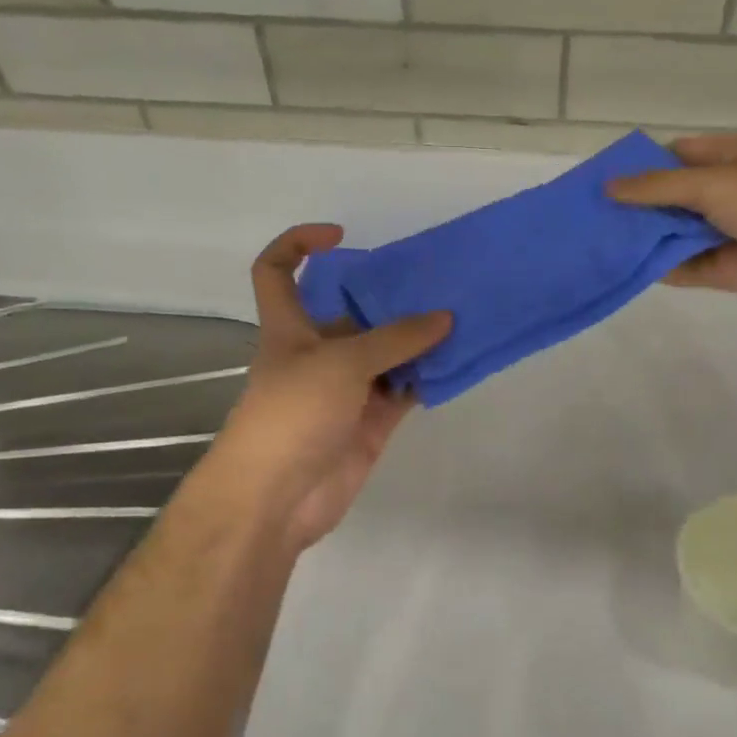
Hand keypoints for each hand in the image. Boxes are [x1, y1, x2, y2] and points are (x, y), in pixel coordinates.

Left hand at [207, 224, 450, 552]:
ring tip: (460, 314)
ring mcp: (346, 389)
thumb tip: (445, 318)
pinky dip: (428, 376)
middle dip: (387, 296)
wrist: (277, 500)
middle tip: (434, 280)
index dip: (298, 244)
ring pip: (386, 352)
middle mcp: (318, 352)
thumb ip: (395, 338)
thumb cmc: (293, 413)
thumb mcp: (341, 362)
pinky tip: (458, 359)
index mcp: (290, 327)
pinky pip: (404, 389)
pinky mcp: (370, 421)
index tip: (339, 236)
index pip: (276, 271)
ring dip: (417, 337)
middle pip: (351, 312)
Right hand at [608, 134, 736, 309]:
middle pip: (670, 199)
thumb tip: (609, 186)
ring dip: (645, 239)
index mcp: (728, 158)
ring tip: (598, 245)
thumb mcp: (714, 182)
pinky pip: (688, 267)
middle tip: (589, 219)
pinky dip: (662, 268)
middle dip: (635, 208)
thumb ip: (659, 187)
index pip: (673, 157)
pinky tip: (628, 269)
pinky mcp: (730, 269)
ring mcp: (727, 232)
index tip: (600, 182)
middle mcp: (725, 192)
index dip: (638, 168)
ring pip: (676, 235)